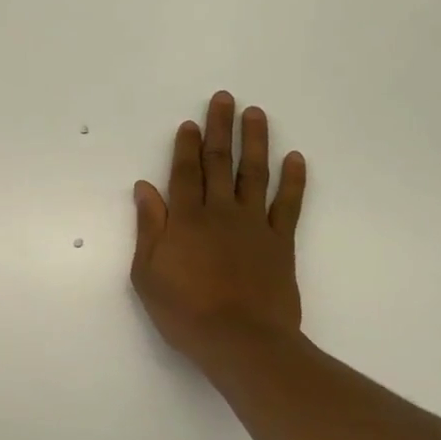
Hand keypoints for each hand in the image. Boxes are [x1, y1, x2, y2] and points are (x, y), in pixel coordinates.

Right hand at [131, 91, 308, 379]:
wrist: (242, 341)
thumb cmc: (185, 312)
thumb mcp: (148, 274)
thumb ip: (149, 228)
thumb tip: (145, 188)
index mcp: (185, 220)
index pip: (185, 172)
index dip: (186, 145)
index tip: (190, 122)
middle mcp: (220, 213)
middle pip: (218, 162)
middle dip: (219, 129)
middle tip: (224, 99)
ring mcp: (254, 225)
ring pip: (254, 174)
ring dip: (255, 142)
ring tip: (256, 114)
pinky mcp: (281, 242)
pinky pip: (289, 204)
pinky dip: (294, 180)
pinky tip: (295, 158)